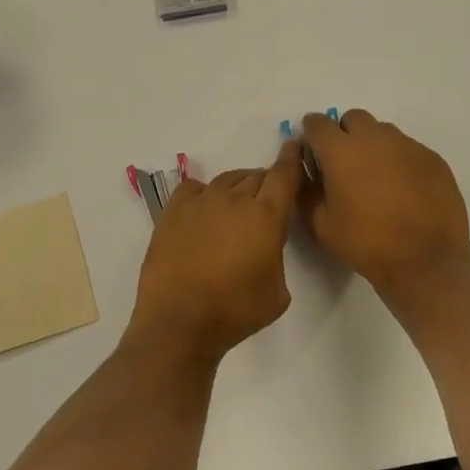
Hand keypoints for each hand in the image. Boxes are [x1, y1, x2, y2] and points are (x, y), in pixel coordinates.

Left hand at [126, 142, 302, 362]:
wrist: (180, 322)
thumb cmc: (236, 312)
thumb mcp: (279, 291)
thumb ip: (278, 254)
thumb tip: (265, 243)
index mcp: (266, 216)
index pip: (285, 174)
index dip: (293, 158)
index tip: (296, 147)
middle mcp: (234, 199)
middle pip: (257, 176)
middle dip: (267, 184)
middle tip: (267, 203)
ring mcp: (200, 202)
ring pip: (227, 179)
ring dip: (238, 188)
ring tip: (236, 209)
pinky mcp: (173, 211)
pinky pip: (194, 188)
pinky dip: (204, 193)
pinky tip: (204, 210)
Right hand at [300, 109, 469, 295]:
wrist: (427, 261)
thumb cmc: (366, 243)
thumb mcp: (320, 224)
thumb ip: (306, 190)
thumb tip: (305, 169)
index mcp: (340, 150)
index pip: (317, 123)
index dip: (312, 135)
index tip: (314, 153)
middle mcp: (374, 138)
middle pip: (353, 119)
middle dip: (344, 134)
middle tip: (345, 165)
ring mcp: (407, 145)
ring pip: (383, 131)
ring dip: (373, 145)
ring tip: (376, 178)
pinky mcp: (433, 158)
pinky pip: (408, 148)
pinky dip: (399, 160)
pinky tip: (403, 189)